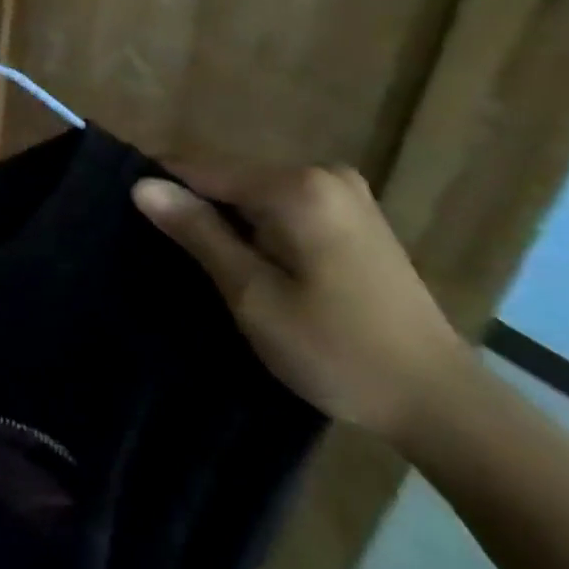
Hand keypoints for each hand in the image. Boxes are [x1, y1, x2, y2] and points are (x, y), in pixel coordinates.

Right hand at [132, 153, 469, 440]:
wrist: (439, 400)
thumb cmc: (336, 350)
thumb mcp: (253, 295)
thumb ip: (198, 232)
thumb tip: (142, 185)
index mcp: (296, 187)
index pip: (203, 168)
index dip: (163, 187)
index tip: (128, 214)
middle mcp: (322, 173)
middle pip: (231, 177)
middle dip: (197, 206)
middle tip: (169, 252)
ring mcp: (344, 191)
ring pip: (256, 192)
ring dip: (228, 219)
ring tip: (205, 261)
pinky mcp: (355, 213)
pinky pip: (284, 204)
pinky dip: (259, 225)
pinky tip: (253, 262)